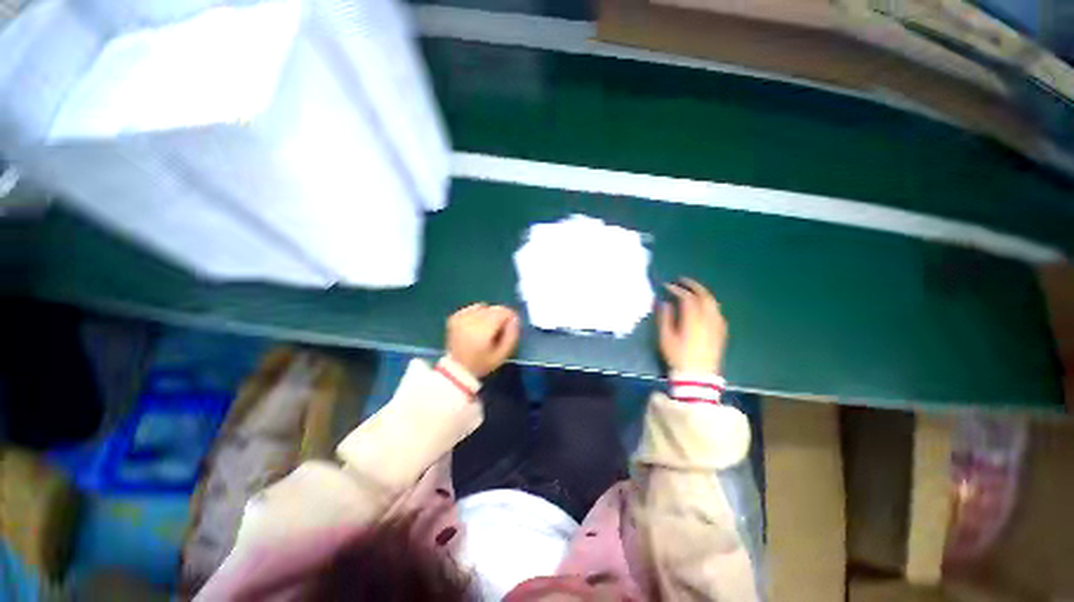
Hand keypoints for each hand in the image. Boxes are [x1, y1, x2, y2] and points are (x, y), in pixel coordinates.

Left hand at [446, 304, 520, 377]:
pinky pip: (472, 308)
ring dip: (488, 315)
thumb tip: (515, 318)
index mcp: (484, 328)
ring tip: (485, 330)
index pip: (504, 311)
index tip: (508, 329)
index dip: (510, 318)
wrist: (456, 370)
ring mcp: (461, 316)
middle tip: (497, 332)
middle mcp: (472, 318)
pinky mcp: (455, 317)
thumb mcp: (502, 354)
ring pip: (484, 306)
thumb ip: (511, 335)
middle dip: (499, 317)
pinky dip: (477, 314)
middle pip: (494, 308)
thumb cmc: (482, 364)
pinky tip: (475, 327)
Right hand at [658, 278, 726, 373]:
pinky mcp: (721, 332)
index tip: (667, 286)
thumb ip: (665, 317)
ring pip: (713, 302)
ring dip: (703, 293)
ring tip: (692, 291)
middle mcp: (708, 318)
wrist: (698, 376)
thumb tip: (664, 302)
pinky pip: (717, 311)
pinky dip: (709, 304)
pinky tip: (704, 306)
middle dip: (693, 285)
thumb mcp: (666, 337)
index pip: (687, 297)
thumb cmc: (678, 356)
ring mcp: (717, 325)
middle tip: (682, 280)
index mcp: (693, 319)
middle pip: (704, 295)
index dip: (676, 289)